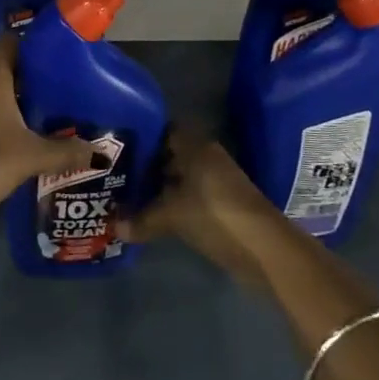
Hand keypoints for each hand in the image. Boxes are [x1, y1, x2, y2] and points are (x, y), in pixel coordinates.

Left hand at [0, 38, 96, 227]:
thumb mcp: (32, 157)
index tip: (56, 59)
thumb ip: (66, 151)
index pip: (11, 42)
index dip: (33, 46)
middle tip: (52, 90)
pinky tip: (1, 138)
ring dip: (2, 97)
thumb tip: (100, 151)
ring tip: (31, 114)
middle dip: (23, 76)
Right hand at [122, 125, 285, 289]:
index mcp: (196, 147)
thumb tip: (114, 227)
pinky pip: (187, 198)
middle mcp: (205, 159)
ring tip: (124, 196)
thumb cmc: (216, 215)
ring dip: (156, 188)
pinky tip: (148, 216)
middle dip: (144, 165)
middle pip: (169, 156)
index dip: (141, 137)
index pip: (163, 131)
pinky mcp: (219, 206)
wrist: (264, 249)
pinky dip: (170, 205)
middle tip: (114, 174)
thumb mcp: (173, 215)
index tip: (116, 146)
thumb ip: (142, 219)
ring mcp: (214, 183)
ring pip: (178, 179)